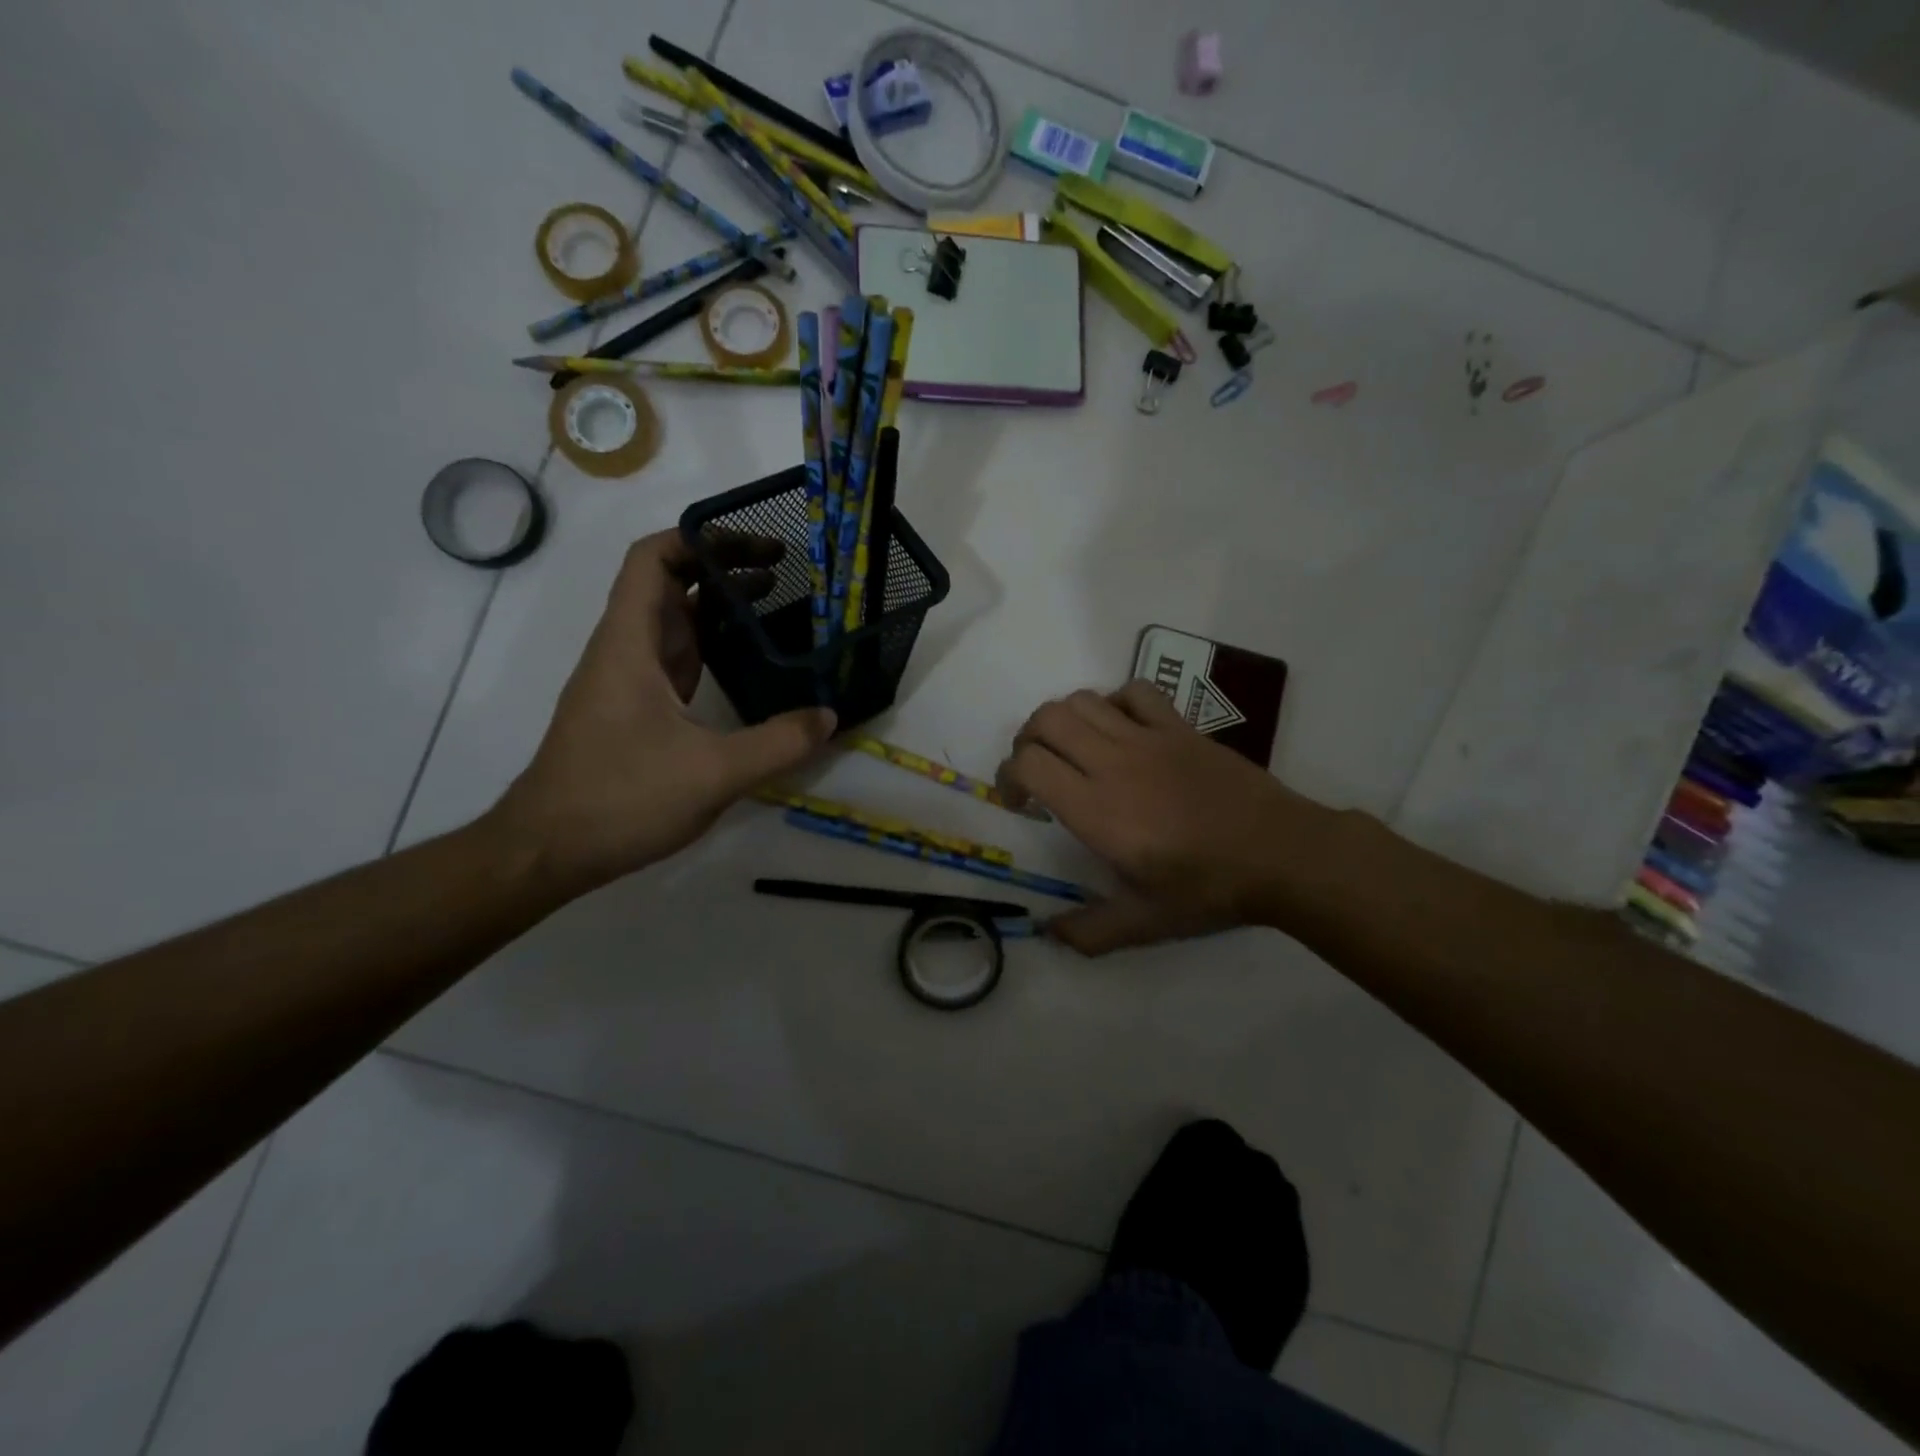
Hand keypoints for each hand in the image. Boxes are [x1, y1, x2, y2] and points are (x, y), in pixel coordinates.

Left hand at [487, 531, 834, 894]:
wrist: (548, 850)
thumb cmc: (619, 798)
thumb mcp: (711, 773)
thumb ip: (777, 744)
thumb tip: (829, 716)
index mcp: (631, 644)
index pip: (652, 559)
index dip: (700, 539)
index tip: (755, 545)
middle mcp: (626, 650)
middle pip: (668, 584)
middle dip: (723, 567)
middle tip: (785, 571)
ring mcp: (629, 681)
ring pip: (674, 622)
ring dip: (720, 606)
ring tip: (778, 604)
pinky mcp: (636, 710)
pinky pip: (678, 658)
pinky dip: (713, 645)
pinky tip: (749, 660)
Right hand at [997, 681, 1340, 954]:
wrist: (1282, 853)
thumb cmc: (1209, 888)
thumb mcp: (1146, 923)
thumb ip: (1090, 932)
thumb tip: (1048, 933)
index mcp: (1097, 810)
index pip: (1029, 764)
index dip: (1009, 778)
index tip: (1020, 804)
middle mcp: (1113, 763)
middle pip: (1046, 720)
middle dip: (1027, 741)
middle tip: (1037, 771)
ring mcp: (1149, 738)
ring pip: (1083, 700)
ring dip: (1063, 720)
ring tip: (1072, 749)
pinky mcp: (1179, 727)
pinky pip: (1135, 693)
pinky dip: (1114, 702)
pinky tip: (1119, 730)